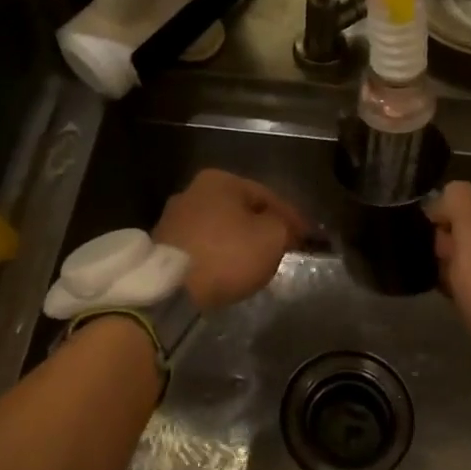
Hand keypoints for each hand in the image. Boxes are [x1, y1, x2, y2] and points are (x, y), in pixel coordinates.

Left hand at [154, 169, 310, 311]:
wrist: (171, 289)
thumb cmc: (228, 254)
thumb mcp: (272, 237)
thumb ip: (285, 227)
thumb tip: (286, 227)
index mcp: (220, 180)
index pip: (268, 195)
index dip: (292, 217)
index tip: (308, 237)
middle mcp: (193, 191)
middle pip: (241, 210)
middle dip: (263, 227)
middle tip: (283, 247)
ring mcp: (174, 218)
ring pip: (221, 228)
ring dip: (240, 242)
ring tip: (257, 262)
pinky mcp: (163, 246)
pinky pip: (203, 246)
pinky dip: (219, 255)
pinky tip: (229, 270)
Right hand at [426, 181, 470, 348]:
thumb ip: (458, 200)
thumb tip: (445, 196)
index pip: (463, 208)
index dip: (442, 225)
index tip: (436, 246)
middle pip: (468, 234)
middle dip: (449, 249)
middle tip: (443, 269)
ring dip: (455, 270)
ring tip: (449, 287)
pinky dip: (468, 288)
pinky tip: (460, 299)